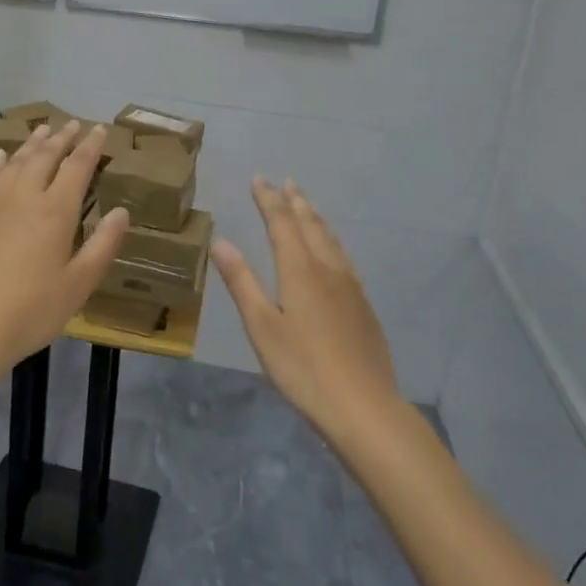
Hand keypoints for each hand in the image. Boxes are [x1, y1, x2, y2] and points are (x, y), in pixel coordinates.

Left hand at [0, 121, 129, 371]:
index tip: (100, 129)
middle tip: (72, 124)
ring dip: (31, 144)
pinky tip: (0, 156)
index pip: (77, 166)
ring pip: (15, 162)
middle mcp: (24, 196)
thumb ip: (102, 246)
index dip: (90, 146)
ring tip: (42, 130)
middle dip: (61, 138)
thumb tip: (121, 212)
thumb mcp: (78, 285)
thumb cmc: (30, 312)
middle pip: (45, 157)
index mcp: (56, 211)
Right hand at [212, 178, 401, 440]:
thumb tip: (221, 241)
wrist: (364, 406)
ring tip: (306, 205)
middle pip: (310, 225)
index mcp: (300, 270)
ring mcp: (350, 286)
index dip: (269, 199)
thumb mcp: (262, 327)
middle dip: (294, 202)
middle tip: (285, 182)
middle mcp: (328, 269)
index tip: (259, 179)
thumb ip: (242, 282)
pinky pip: (343, 257)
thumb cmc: (303, 369)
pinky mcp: (363, 305)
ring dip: (315, 218)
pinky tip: (332, 252)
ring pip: (331, 239)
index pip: (282, 223)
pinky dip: (330, 240)